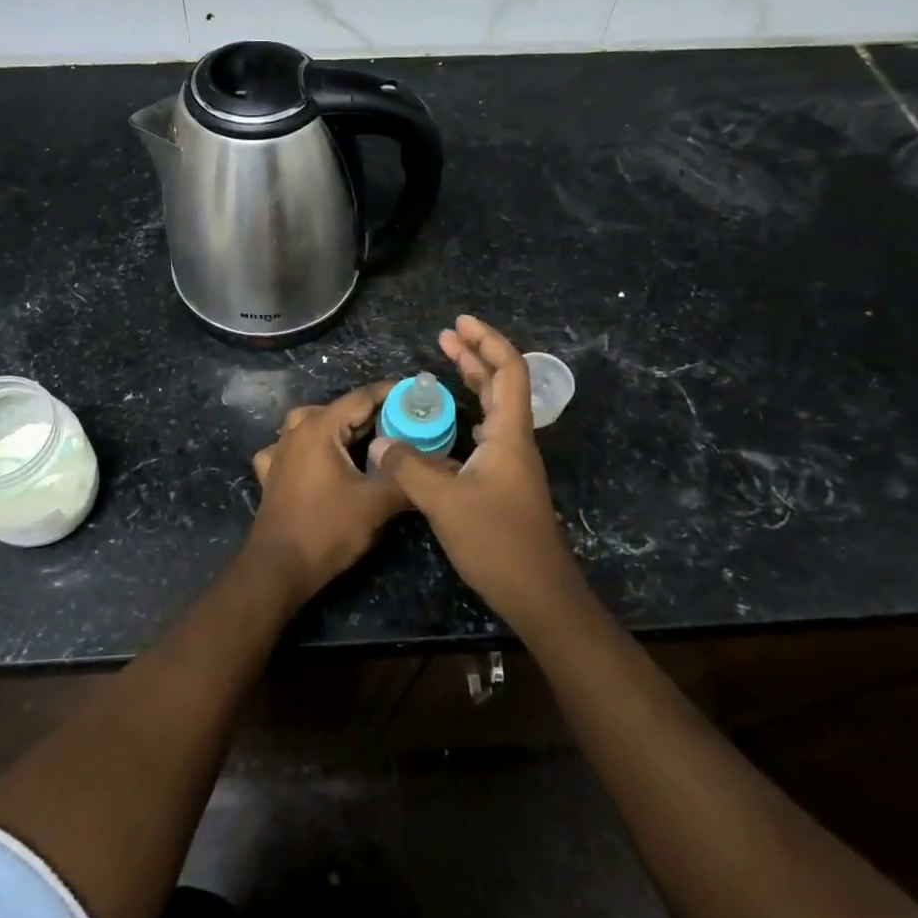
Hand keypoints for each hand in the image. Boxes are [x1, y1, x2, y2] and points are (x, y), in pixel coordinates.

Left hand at [247, 382, 409, 605]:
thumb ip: (405, 477)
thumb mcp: (376, 503)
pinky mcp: (271, 474)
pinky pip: (291, 448)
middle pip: (338, 409)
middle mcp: (295, 432)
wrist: (279, 568)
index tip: (416, 394)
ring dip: (339, 427)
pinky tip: (318, 460)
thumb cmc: (327, 530)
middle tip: (403, 423)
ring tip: (364, 439)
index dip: (391, 394)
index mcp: (320, 428)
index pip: (361, 398)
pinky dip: (309, 448)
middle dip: (371, 413)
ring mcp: (278, 452)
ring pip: (311, 424)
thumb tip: (436, 463)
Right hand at [371, 316, 582, 623]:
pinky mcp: (505, 483)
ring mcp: (512, 463)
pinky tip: (451, 423)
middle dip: (475, 355)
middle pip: (502, 383)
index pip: (509, 370)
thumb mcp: (445, 502)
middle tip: (445, 336)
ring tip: (447, 365)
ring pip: (495, 408)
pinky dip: (469, 414)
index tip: (459, 324)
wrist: (538, 593)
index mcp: (509, 434)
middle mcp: (515, 441)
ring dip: (473, 382)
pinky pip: (488, 433)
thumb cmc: (497, 542)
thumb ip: (410, 467)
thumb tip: (380, 442)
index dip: (486, 341)